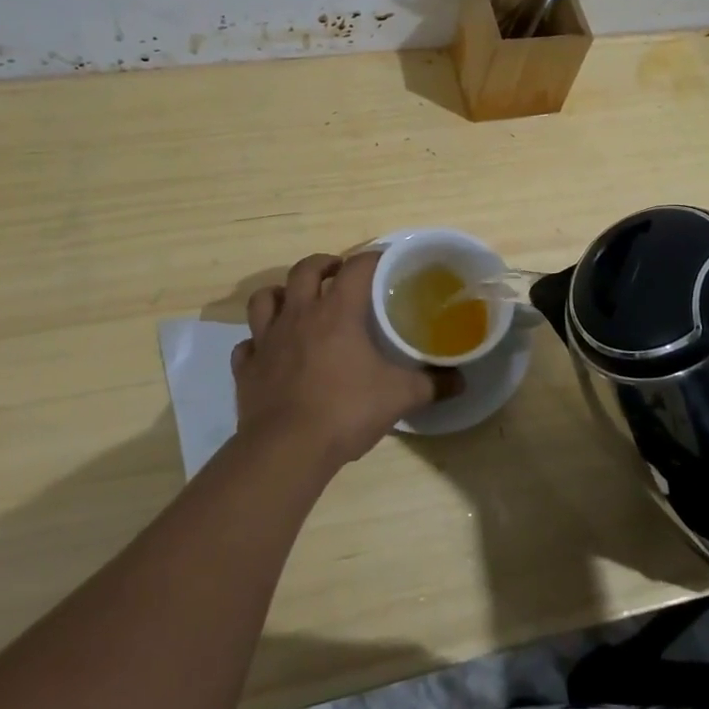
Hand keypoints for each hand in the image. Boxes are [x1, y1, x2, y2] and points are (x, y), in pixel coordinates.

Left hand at [232, 251, 459, 468]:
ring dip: (280, 295)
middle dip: (322, 265)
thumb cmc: (345, 411)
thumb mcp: (399, 397)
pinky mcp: (246, 369)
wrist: (285, 450)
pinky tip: (270, 353)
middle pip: (304, 270)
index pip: (356, 267)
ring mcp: (267, 341)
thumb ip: (432, 384)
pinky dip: (257, 343)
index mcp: (337, 312)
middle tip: (337, 274)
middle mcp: (298, 315)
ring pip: (265, 299)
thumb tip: (462, 381)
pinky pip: (247, 345)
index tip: (385, 261)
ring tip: (296, 303)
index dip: (372, 258)